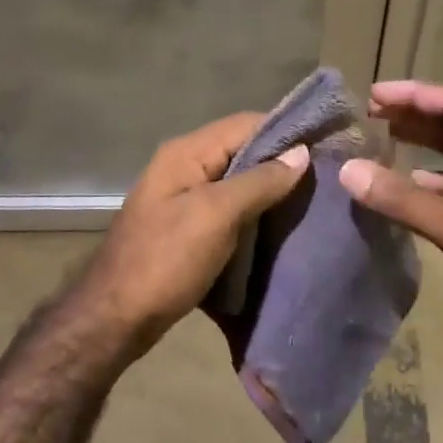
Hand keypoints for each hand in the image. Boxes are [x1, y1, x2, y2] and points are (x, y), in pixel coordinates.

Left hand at [74, 112, 308, 351]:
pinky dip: (253, 212)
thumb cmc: (165, 261)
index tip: (327, 144)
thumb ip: (259, 181)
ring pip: (237, 181)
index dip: (286, 131)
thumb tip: (300, 153)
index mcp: (186, 153)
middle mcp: (183, 167)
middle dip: (281, 161)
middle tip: (324, 177)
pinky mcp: (186, 226)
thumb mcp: (216, 216)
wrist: (115, 318)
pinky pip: (228, 208)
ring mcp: (182, 198)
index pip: (246, 123)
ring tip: (310, 200)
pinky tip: (279, 225)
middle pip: (241, 150)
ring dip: (269, 189)